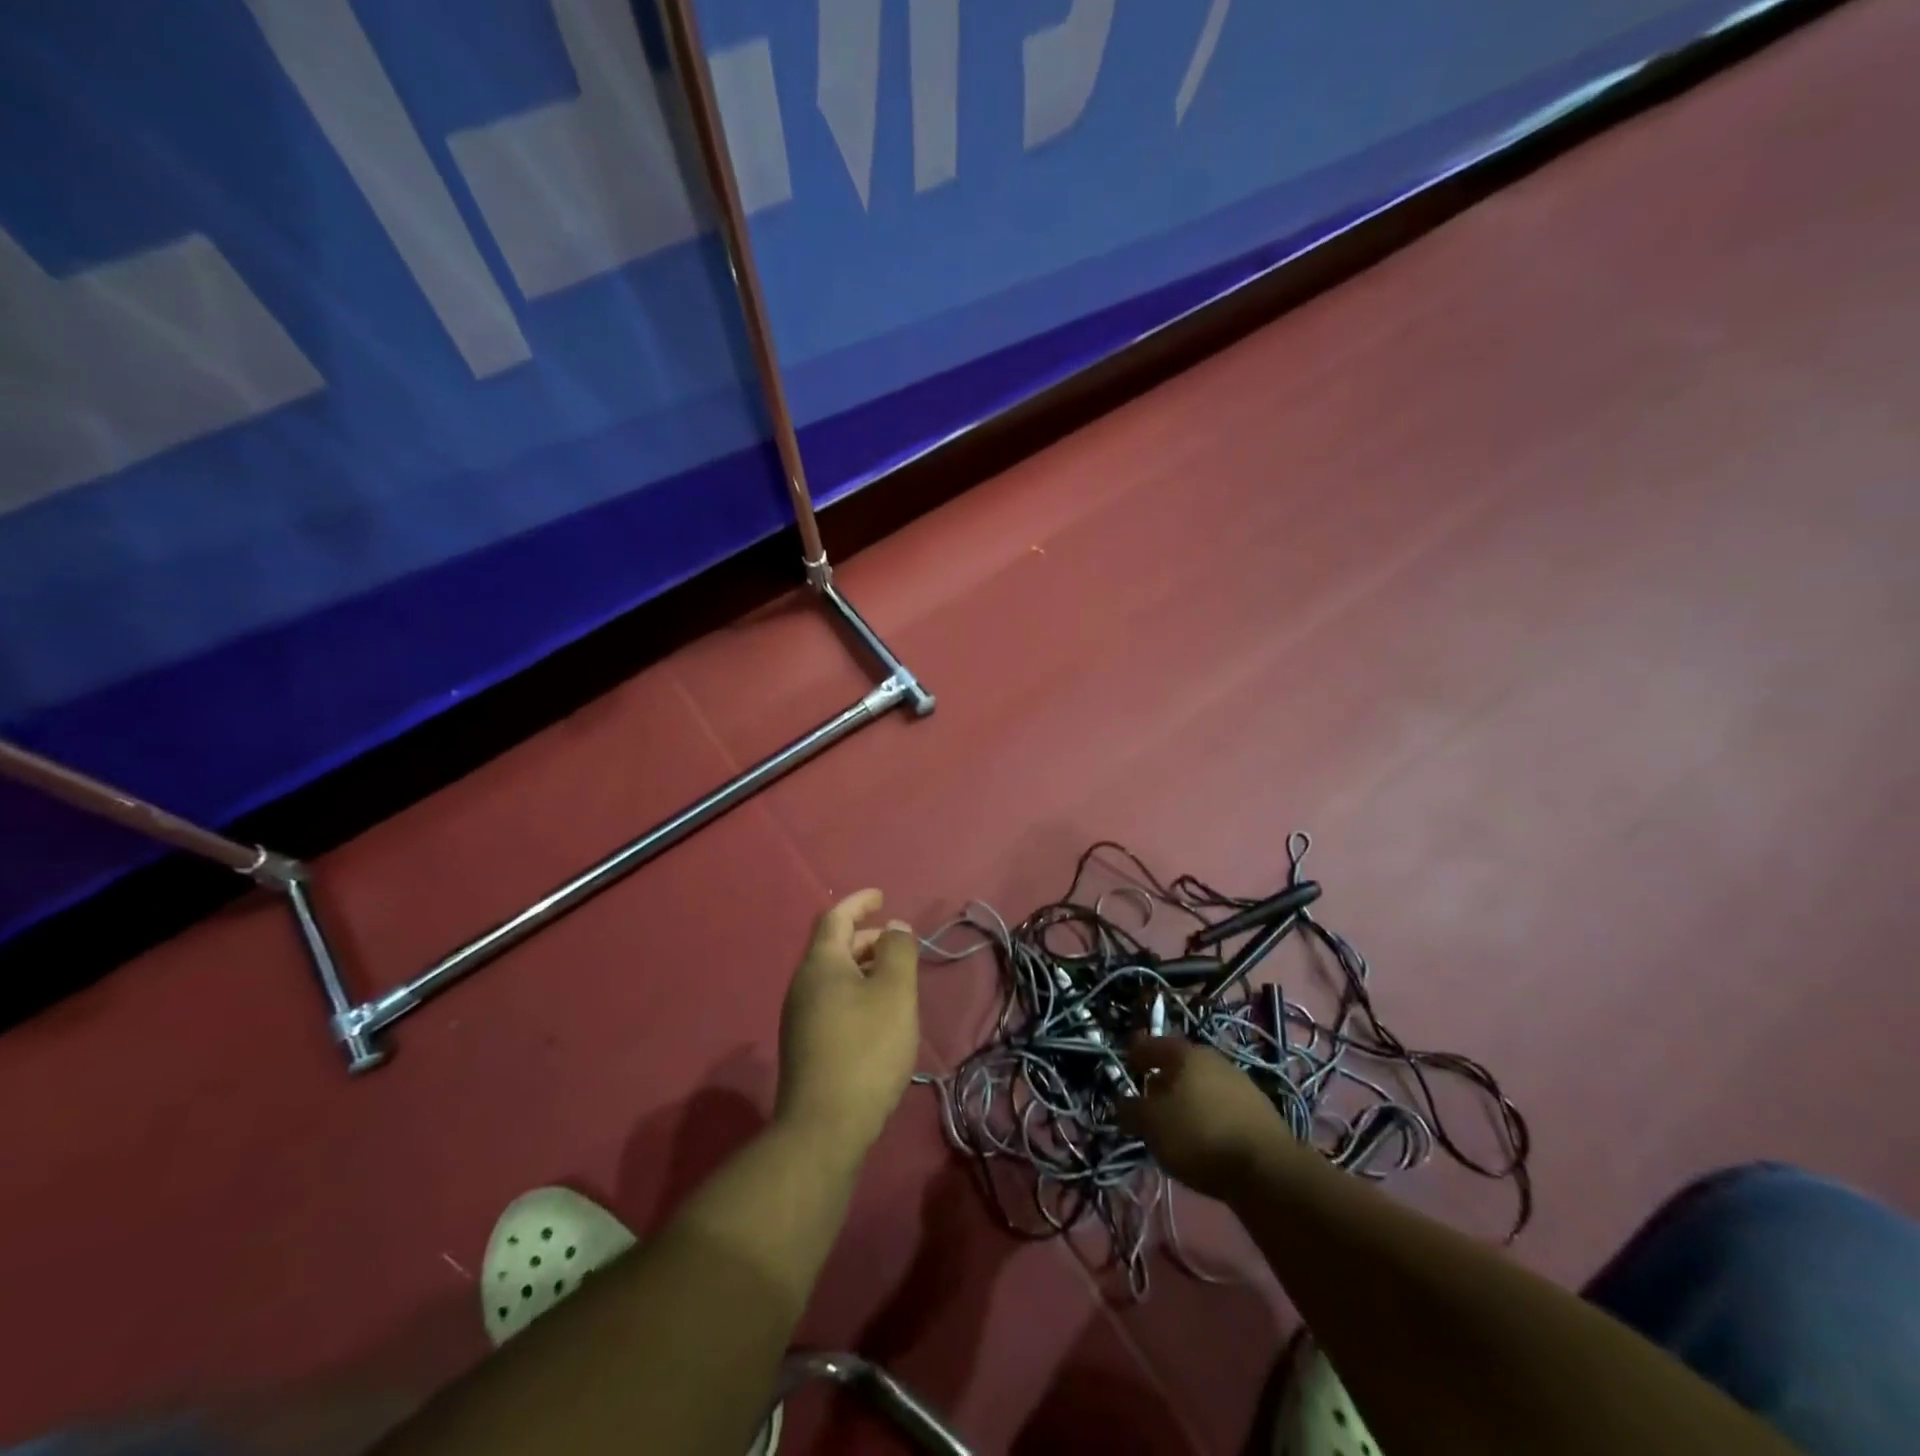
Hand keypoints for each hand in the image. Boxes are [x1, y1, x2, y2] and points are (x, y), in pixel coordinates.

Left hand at [775, 890, 920, 1160]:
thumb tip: (894, 927)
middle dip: (866, 937)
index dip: (859, 902)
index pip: (836, 917)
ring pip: (834, 975)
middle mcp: (803, 984)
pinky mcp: (806, 1044)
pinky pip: (833, 999)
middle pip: (834, 946)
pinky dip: (857, 991)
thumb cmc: (865, 1049)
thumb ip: (898, 952)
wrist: (824, 1127)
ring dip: (864, 967)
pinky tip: (879, 1014)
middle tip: (898, 943)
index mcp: (821, 964)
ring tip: (895, 978)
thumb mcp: (894, 992)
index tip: (881, 896)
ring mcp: (800, 1016)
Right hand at [1120, 1036, 1290, 1198]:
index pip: (1152, 1044)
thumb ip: (1131, 1110)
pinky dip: (1208, 1115)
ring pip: (1202, 1084)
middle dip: (1163, 1078)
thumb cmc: (1199, 1136)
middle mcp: (1214, 1059)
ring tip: (1176, 1123)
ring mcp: (1240, 1082)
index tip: (1125, 1066)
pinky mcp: (1259, 1110)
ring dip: (1187, 1098)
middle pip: (1180, 1064)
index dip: (1136, 1054)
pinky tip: (1204, 1136)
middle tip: (1149, 1099)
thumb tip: (1123, 1103)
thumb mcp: (1151, 1125)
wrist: (1267, 1170)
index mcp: (1185, 1053)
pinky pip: (1222, 1105)